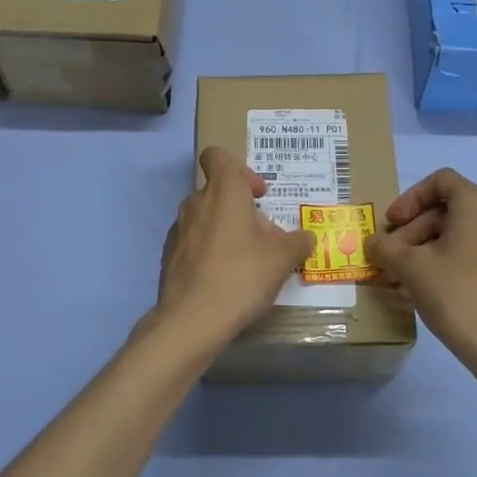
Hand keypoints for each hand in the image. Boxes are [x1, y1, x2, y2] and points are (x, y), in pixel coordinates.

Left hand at [151, 147, 316, 351]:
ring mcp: (178, 230)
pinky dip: (208, 251)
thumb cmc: (241, 275)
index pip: (217, 156)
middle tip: (262, 236)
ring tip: (245, 260)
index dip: (240, 169)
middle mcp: (196, 203)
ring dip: (224, 230)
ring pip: (204, 218)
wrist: (192, 320)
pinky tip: (223, 279)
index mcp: (223, 191)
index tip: (258, 195)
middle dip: (240, 208)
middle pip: (216, 191)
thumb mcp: (282, 259)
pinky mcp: (169, 256)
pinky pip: (193, 243)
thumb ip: (298, 243)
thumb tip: (307, 237)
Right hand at [366, 168, 476, 371]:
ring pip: (452, 235)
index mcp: (476, 205)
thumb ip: (385, 248)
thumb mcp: (411, 267)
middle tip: (388, 256)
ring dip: (419, 250)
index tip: (392, 222)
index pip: (440, 180)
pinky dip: (438, 264)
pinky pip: (464, 256)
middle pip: (443, 210)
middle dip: (410, 230)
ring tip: (396, 278)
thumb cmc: (457, 294)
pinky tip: (415, 291)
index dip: (410, 197)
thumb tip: (372, 243)